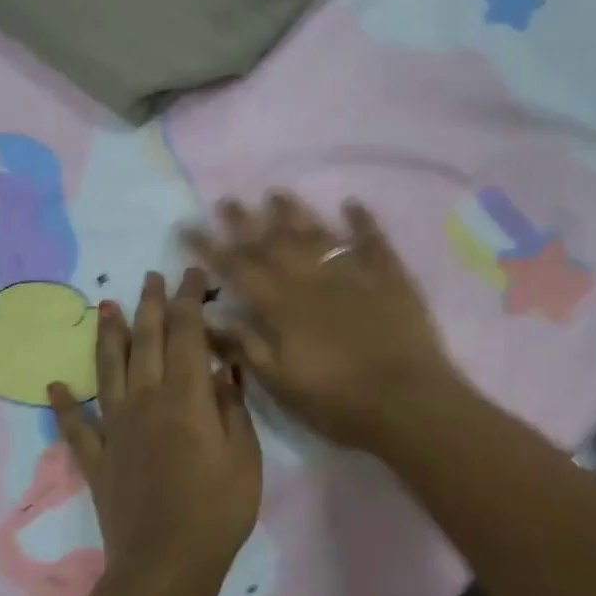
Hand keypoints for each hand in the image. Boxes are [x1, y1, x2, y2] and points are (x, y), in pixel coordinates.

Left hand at [48, 269, 261, 595]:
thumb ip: (231, 407)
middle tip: (150, 276)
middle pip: (146, 341)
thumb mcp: (243, 457)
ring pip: (109, 370)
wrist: (166, 564)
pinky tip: (55, 386)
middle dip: (150, 305)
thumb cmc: (217, 510)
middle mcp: (146, 401)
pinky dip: (64, 405)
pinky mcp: (97, 459)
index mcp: (186, 398)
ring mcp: (116, 429)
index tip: (191, 276)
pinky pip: (76, 426)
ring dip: (108, 336)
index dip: (188, 300)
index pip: (187, 334)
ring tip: (105, 306)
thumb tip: (222, 369)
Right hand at [185, 193, 464, 453]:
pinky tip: (350, 204)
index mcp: (281, 305)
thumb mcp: (280, 383)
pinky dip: (360, 220)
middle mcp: (311, 278)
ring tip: (275, 194)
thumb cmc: (337, 401)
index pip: (237, 268)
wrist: (407, 401)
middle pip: (272, 242)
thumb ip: (246, 346)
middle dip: (245, 221)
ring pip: (316, 232)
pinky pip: (371, 239)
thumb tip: (211, 316)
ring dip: (294, 212)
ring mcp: (352, 272)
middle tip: (227, 200)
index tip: (187, 226)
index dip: (209, 247)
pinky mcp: (388, 276)